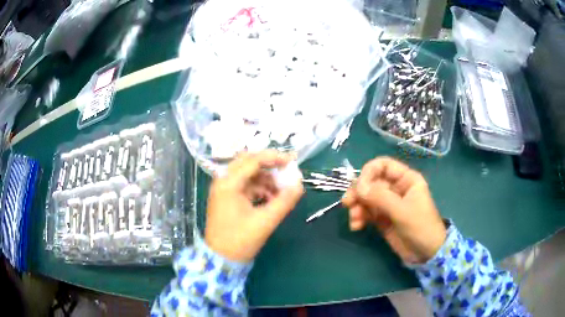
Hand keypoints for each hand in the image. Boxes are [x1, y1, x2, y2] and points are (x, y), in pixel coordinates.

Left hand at [205, 150, 303, 262]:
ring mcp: (224, 189)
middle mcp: (223, 181)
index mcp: (228, 183)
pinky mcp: (228, 198)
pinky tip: (273, 198)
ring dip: (266, 178)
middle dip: (270, 165)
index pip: (253, 160)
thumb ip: (284, 201)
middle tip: (288, 170)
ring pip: (248, 174)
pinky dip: (261, 188)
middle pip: (249, 163)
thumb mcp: (265, 221)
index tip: (293, 161)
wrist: (221, 259)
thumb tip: (299, 184)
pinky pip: (247, 185)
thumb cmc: (240, 241)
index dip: (274, 158)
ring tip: (283, 190)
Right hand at [342, 157, 445, 263]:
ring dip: (356, 206)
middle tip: (348, 203)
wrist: (426, 254)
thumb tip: (357, 187)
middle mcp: (395, 188)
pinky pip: (366, 212)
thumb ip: (380, 197)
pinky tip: (356, 226)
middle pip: (371, 182)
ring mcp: (388, 204)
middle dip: (358, 192)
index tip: (359, 188)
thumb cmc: (421, 227)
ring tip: (354, 220)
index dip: (368, 173)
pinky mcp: (382, 218)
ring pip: (366, 197)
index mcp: (406, 179)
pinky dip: (358, 217)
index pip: (383, 166)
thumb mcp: (402, 211)